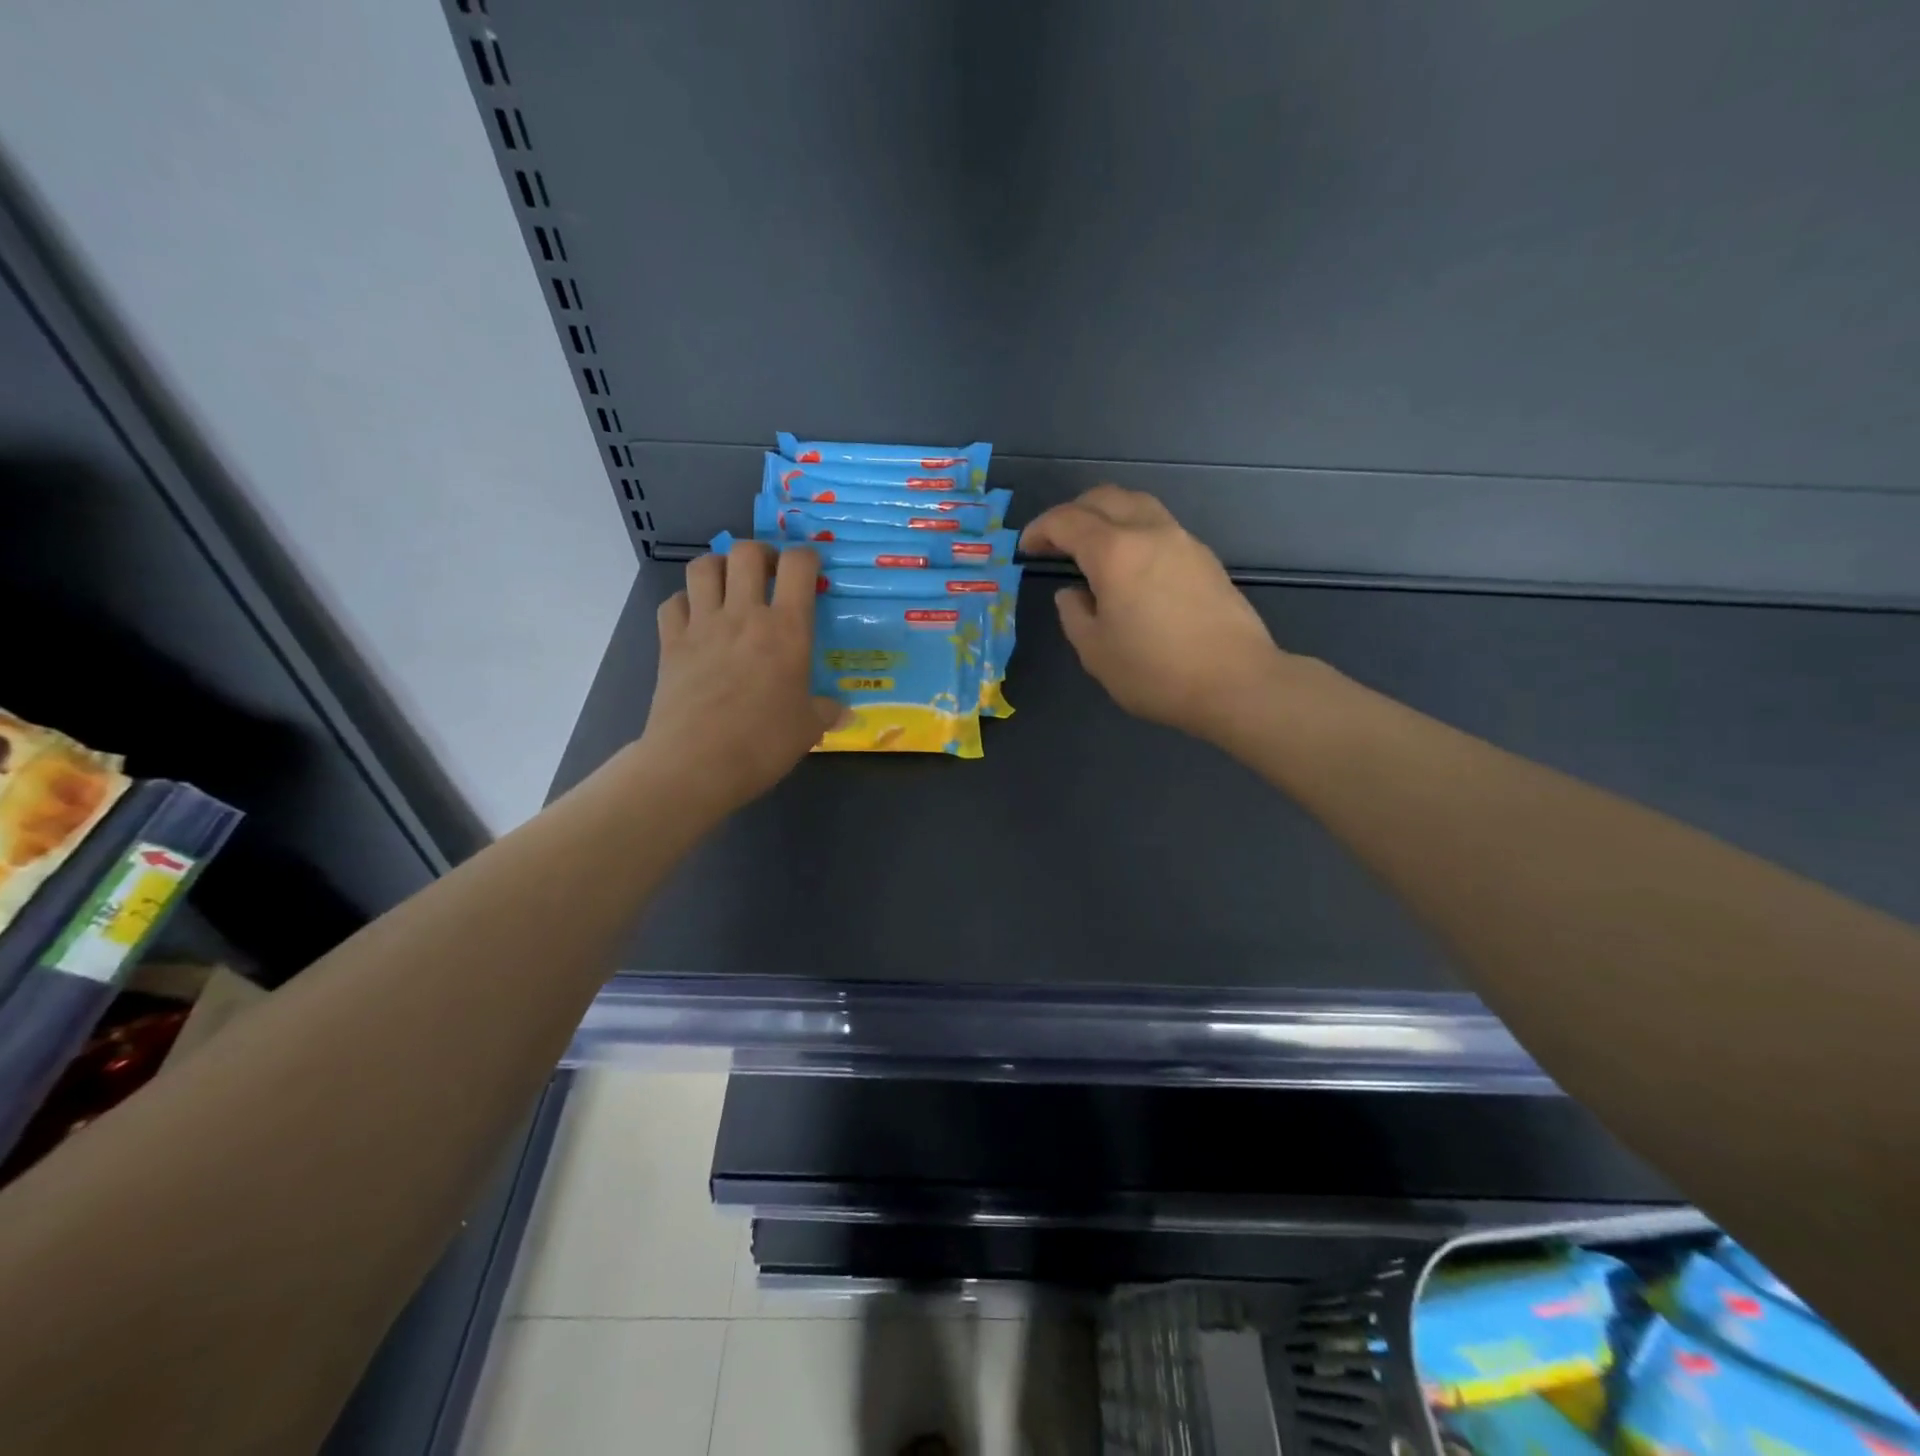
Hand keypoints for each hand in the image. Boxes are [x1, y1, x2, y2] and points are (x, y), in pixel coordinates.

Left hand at [635, 543, 841, 816]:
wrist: (696, 764)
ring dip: (719, 566)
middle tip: (770, 573)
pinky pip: (673, 603)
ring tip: (730, 584)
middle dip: (761, 553)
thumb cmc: (762, 743)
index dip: (807, 557)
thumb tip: (842, 713)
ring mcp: (702, 626)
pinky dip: (685, 602)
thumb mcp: (808, 729)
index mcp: (786, 630)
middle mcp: (744, 615)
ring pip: (703, 566)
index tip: (812, 569)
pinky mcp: (670, 643)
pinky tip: (695, 619)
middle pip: (746, 552)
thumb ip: (826, 712)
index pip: (799, 566)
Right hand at [1020, 486, 1291, 744]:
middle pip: (1105, 498)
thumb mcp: (1095, 652)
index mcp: (1114, 552)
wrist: (1236, 682)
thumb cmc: (1155, 672)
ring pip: (1137, 505)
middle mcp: (1149, 532)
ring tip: (1092, 546)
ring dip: (1107, 515)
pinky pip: (1160, 526)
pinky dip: (1134, 531)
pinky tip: (1130, 566)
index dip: (1040, 529)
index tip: (1026, 548)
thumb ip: (1074, 615)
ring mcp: (1183, 541)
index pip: (1067, 521)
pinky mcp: (1205, 558)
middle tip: (1055, 540)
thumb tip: (1074, 594)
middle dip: (1073, 512)